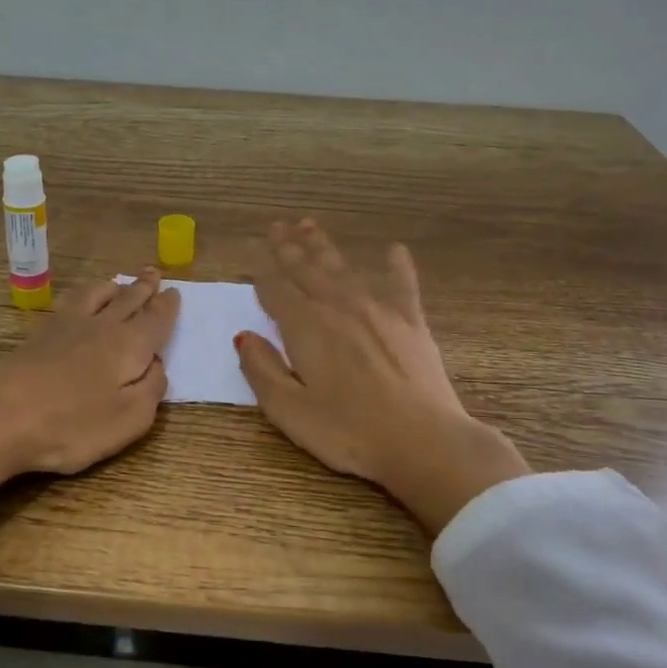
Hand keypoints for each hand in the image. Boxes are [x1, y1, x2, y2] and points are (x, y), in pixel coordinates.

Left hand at [0, 269, 180, 560]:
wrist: (2, 415)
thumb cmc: (73, 424)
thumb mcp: (130, 418)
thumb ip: (151, 389)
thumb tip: (157, 365)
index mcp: (130, 345)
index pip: (156, 320)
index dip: (167, 307)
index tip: (175, 292)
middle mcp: (102, 326)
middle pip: (128, 300)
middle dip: (144, 287)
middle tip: (153, 273)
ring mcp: (66, 326)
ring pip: (97, 294)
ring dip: (112, 286)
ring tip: (118, 281)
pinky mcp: (38, 334)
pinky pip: (70, 301)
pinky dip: (83, 294)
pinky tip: (78, 300)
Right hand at [237, 220, 529, 535]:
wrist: (423, 442)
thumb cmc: (349, 432)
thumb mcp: (289, 411)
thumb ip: (262, 370)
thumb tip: (243, 336)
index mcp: (305, 328)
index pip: (277, 291)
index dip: (263, 275)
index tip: (255, 262)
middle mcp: (338, 307)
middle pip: (307, 270)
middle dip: (289, 247)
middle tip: (278, 225)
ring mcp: (378, 310)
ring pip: (343, 269)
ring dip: (324, 247)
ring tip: (310, 225)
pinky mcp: (411, 322)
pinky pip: (402, 283)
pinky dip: (397, 265)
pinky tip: (394, 249)